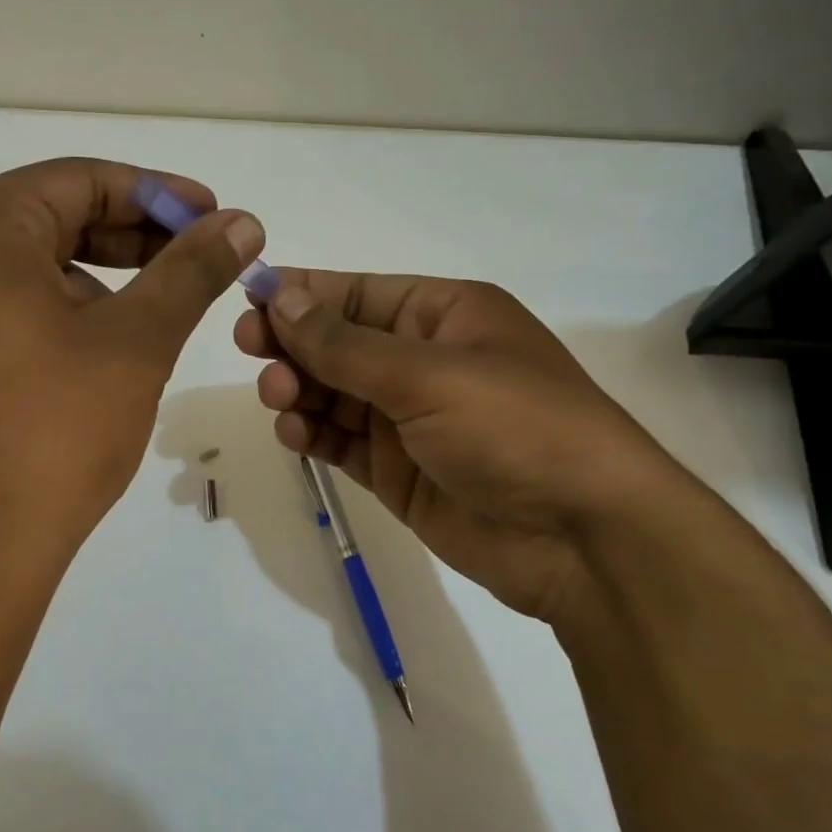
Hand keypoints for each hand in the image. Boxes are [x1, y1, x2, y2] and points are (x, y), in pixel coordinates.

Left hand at [0, 158, 262, 563]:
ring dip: (101, 275)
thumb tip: (243, 223)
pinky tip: (105, 344)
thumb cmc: (55, 432)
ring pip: (30, 265)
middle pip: (51, 218)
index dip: (157, 194)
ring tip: (159, 306)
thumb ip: (191, 271)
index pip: (79, 181)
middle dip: (132, 235)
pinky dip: (62, 309)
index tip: (214, 218)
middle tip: (197, 258)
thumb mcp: (137, 341)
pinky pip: (5, 305)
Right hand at [234, 271, 689, 628]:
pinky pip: (342, 441)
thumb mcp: (428, 375)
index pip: (359, 294)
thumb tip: (281, 298)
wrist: (583, 538)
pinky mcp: (399, 470)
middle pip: (340, 342)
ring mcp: (410, 419)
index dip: (303, 293)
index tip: (249, 299)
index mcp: (445, 316)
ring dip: (300, 389)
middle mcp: (425, 360)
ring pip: (335, 393)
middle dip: (295, 343)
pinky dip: (314, 434)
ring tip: (278, 396)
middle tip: (250, 348)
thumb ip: (345, 344)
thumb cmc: (515, 429)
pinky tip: (294, 432)